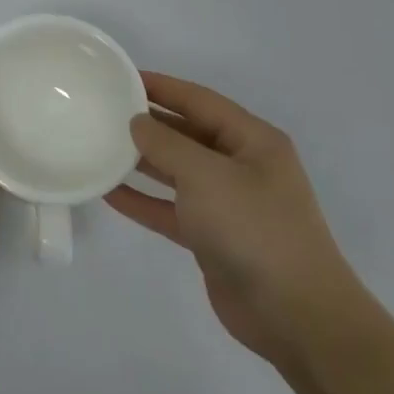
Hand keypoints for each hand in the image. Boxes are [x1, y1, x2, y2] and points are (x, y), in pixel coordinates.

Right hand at [105, 72, 369, 367]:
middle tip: (102, 110)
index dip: (160, 86)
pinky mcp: (213, 237)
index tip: (120, 77)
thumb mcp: (206, 174)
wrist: (295, 315)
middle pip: (187, 133)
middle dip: (147, 122)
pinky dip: (143, 199)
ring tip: (98, 145)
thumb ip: (166, 143)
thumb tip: (137, 122)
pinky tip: (108, 192)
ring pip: (176, 171)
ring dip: (141, 161)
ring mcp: (228, 203)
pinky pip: (170, 208)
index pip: (199, 100)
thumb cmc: (254, 228)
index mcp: (253, 141)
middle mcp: (242, 166)